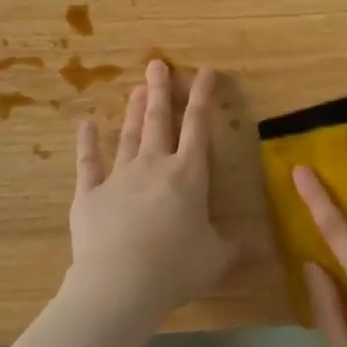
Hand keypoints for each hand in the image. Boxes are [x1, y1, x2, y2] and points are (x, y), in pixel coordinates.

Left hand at [64, 60, 240, 327]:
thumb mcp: (215, 258)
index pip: (198, 126)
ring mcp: (119, 176)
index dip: (204, 97)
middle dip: (161, 91)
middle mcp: (154, 166)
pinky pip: (88, 162)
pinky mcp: (90, 193)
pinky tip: (85, 124)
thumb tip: (261, 246)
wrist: (120, 283)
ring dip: (135, 111)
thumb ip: (235, 247)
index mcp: (188, 175)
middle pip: (159, 121)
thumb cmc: (175, 267)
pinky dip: (86, 142)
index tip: (207, 71)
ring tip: (138, 88)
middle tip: (157, 64)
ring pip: (129, 135)